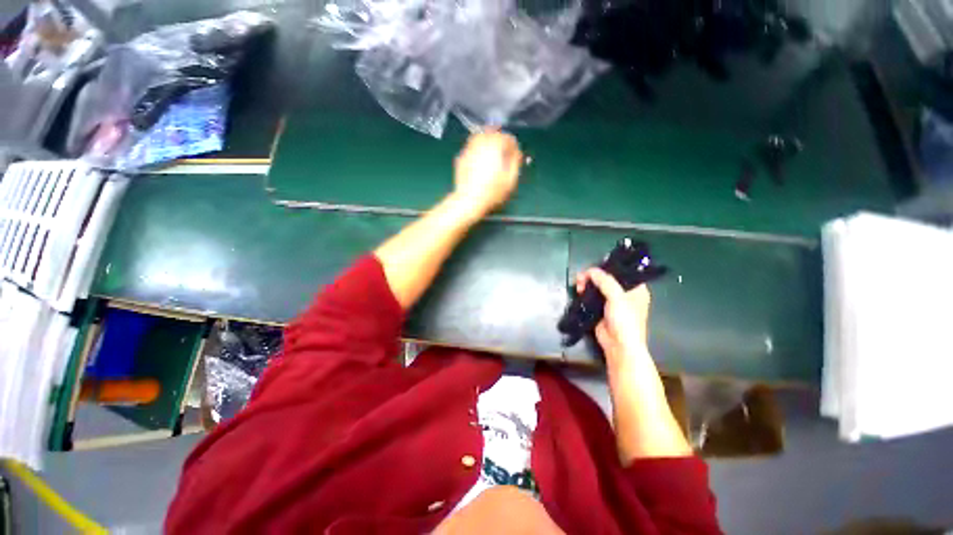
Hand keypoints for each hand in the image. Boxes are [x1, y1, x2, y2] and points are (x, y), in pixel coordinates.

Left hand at [452, 130, 522, 217]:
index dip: (513, 146)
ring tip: (492, 155)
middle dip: (500, 141)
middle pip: (492, 133)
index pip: (507, 137)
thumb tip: (516, 152)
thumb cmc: (492, 192)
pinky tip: (479, 162)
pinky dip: (477, 150)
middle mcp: (481, 143)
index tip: (515, 156)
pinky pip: (471, 148)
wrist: (468, 200)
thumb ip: (515, 162)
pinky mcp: (461, 158)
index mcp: (495, 146)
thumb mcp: (510, 179)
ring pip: (479, 137)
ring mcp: (468, 149)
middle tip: (504, 153)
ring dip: (487, 142)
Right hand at [575, 268, 651, 366]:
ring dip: (587, 284)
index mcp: (636, 288)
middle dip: (592, 276)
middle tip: (581, 278)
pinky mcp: (600, 309)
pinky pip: (591, 296)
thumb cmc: (625, 320)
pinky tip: (578, 291)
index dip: (607, 267)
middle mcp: (624, 293)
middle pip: (606, 278)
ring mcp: (611, 302)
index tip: (594, 267)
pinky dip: (584, 292)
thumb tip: (590, 270)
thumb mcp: (617, 297)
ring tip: (578, 285)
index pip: (621, 271)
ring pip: (597, 286)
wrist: (619, 346)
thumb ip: (605, 281)